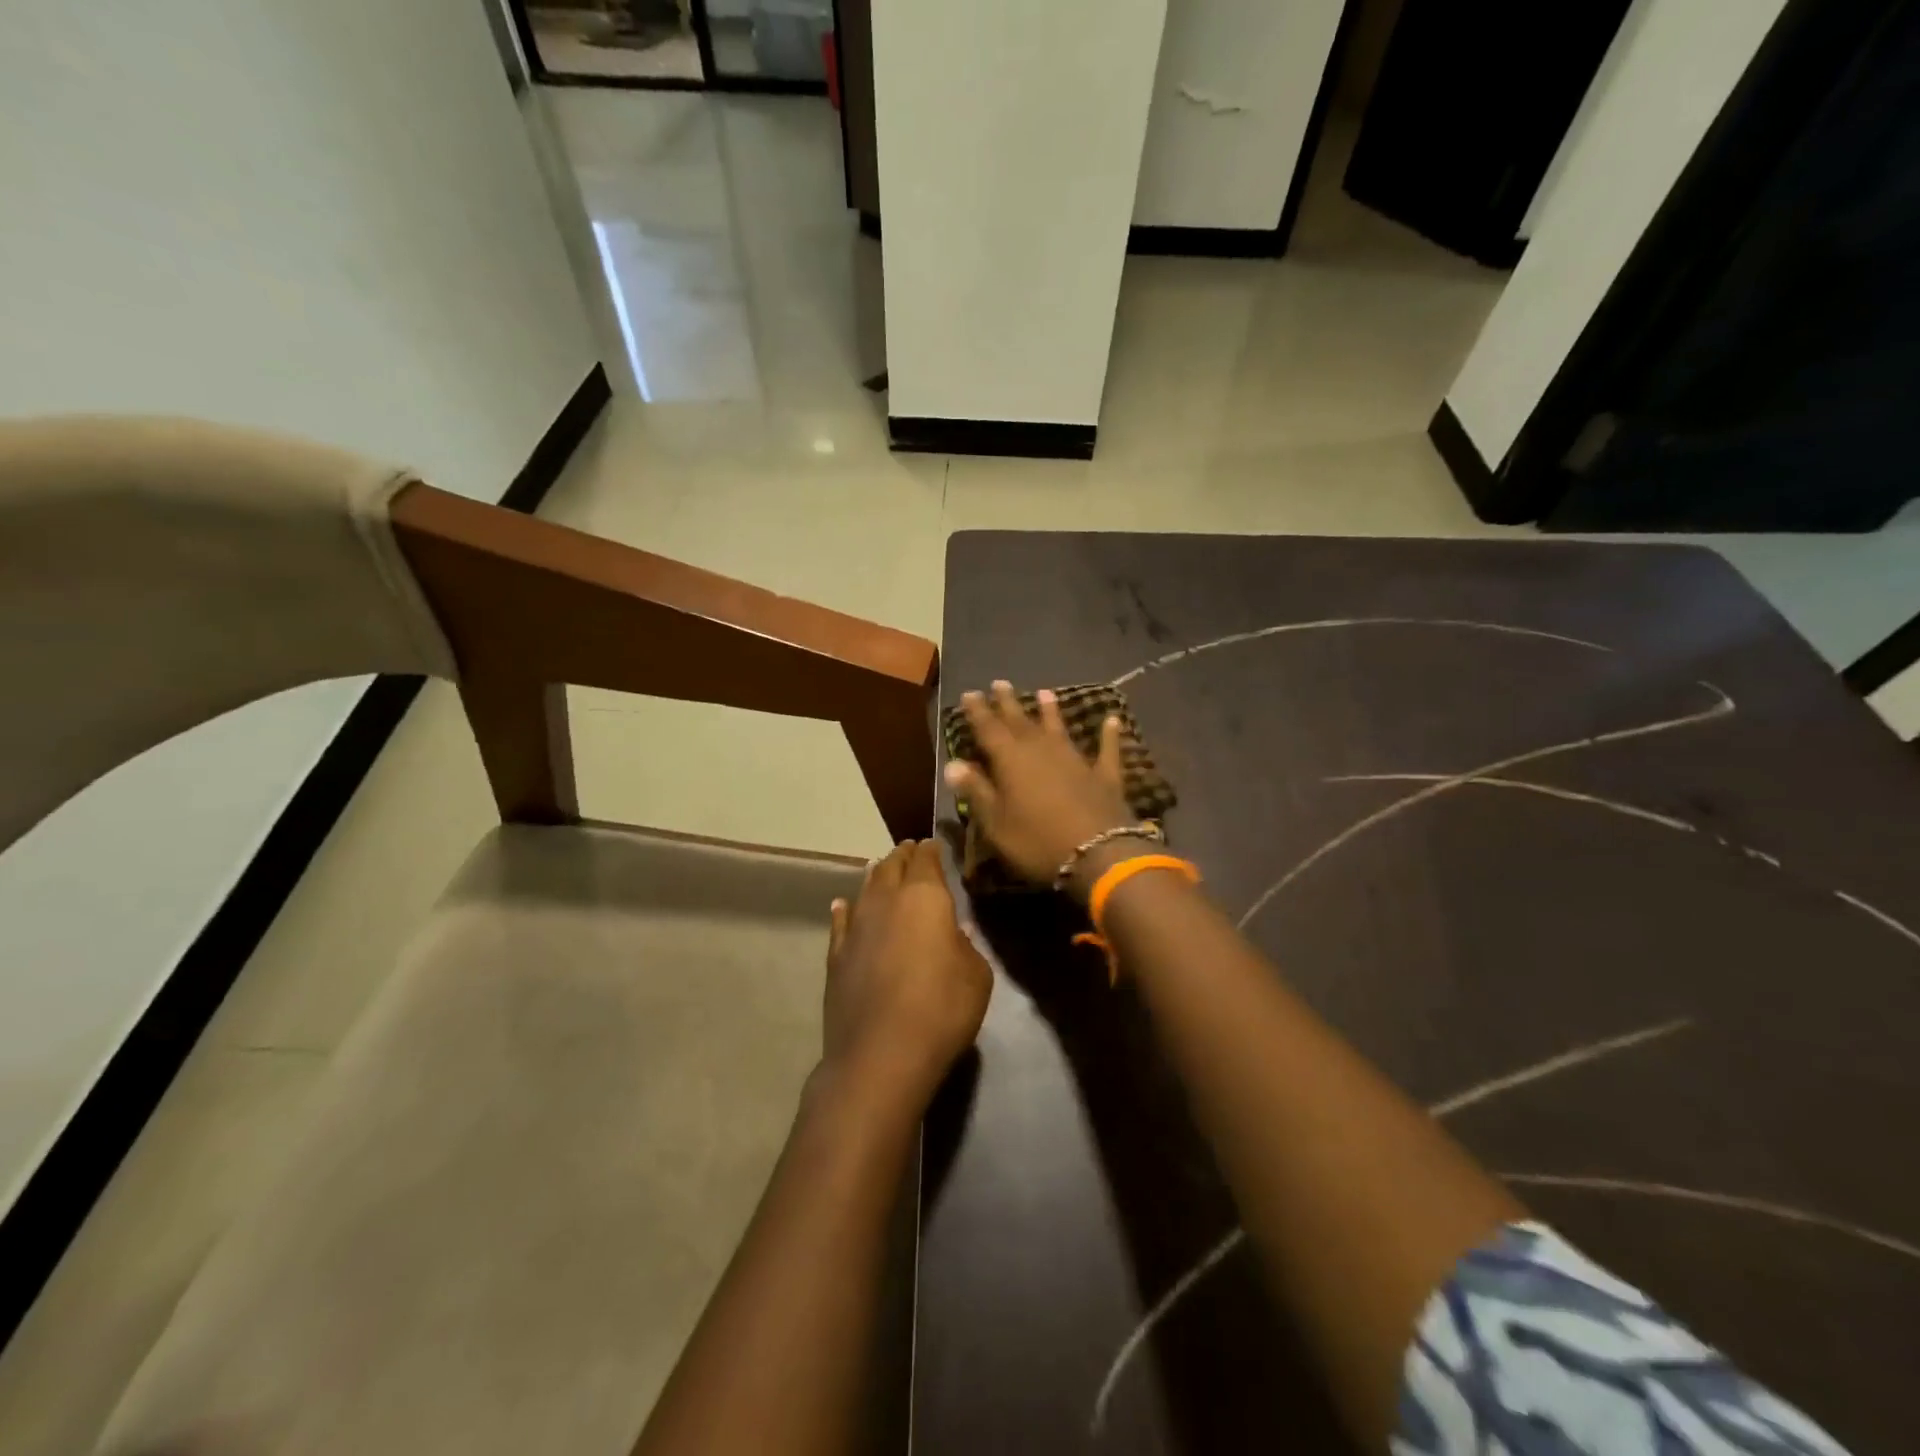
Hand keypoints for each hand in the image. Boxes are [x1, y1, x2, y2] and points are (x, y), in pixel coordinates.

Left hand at [823, 840, 991, 1110]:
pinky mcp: (836, 954)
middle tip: (910, 850)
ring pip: (865, 888)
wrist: (880, 1054)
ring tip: (881, 868)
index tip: (934, 844)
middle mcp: (886, 901)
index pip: (926, 859)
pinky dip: (845, 909)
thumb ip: (967, 946)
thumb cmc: (941, 1009)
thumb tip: (957, 931)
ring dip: (876, 875)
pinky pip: (841, 921)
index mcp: (924, 897)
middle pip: (893, 866)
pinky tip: (843, 905)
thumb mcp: (976, 977)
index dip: (931, 849)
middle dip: (903, 856)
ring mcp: (856, 926)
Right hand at [942, 681, 1137, 891]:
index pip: (989, 729)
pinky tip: (1113, 720)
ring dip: (1051, 711)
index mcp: (1011, 760)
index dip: (978, 712)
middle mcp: (1042, 750)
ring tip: (1045, 692)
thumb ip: (976, 791)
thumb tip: (952, 764)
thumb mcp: (996, 823)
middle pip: (1021, 721)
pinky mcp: (1104, 775)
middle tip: (1000, 683)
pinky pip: (1107, 749)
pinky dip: (1109, 734)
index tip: (969, 693)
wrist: (1098, 854)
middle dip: (1008, 703)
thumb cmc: (1037, 841)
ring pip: (1059, 728)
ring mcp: (1076, 759)